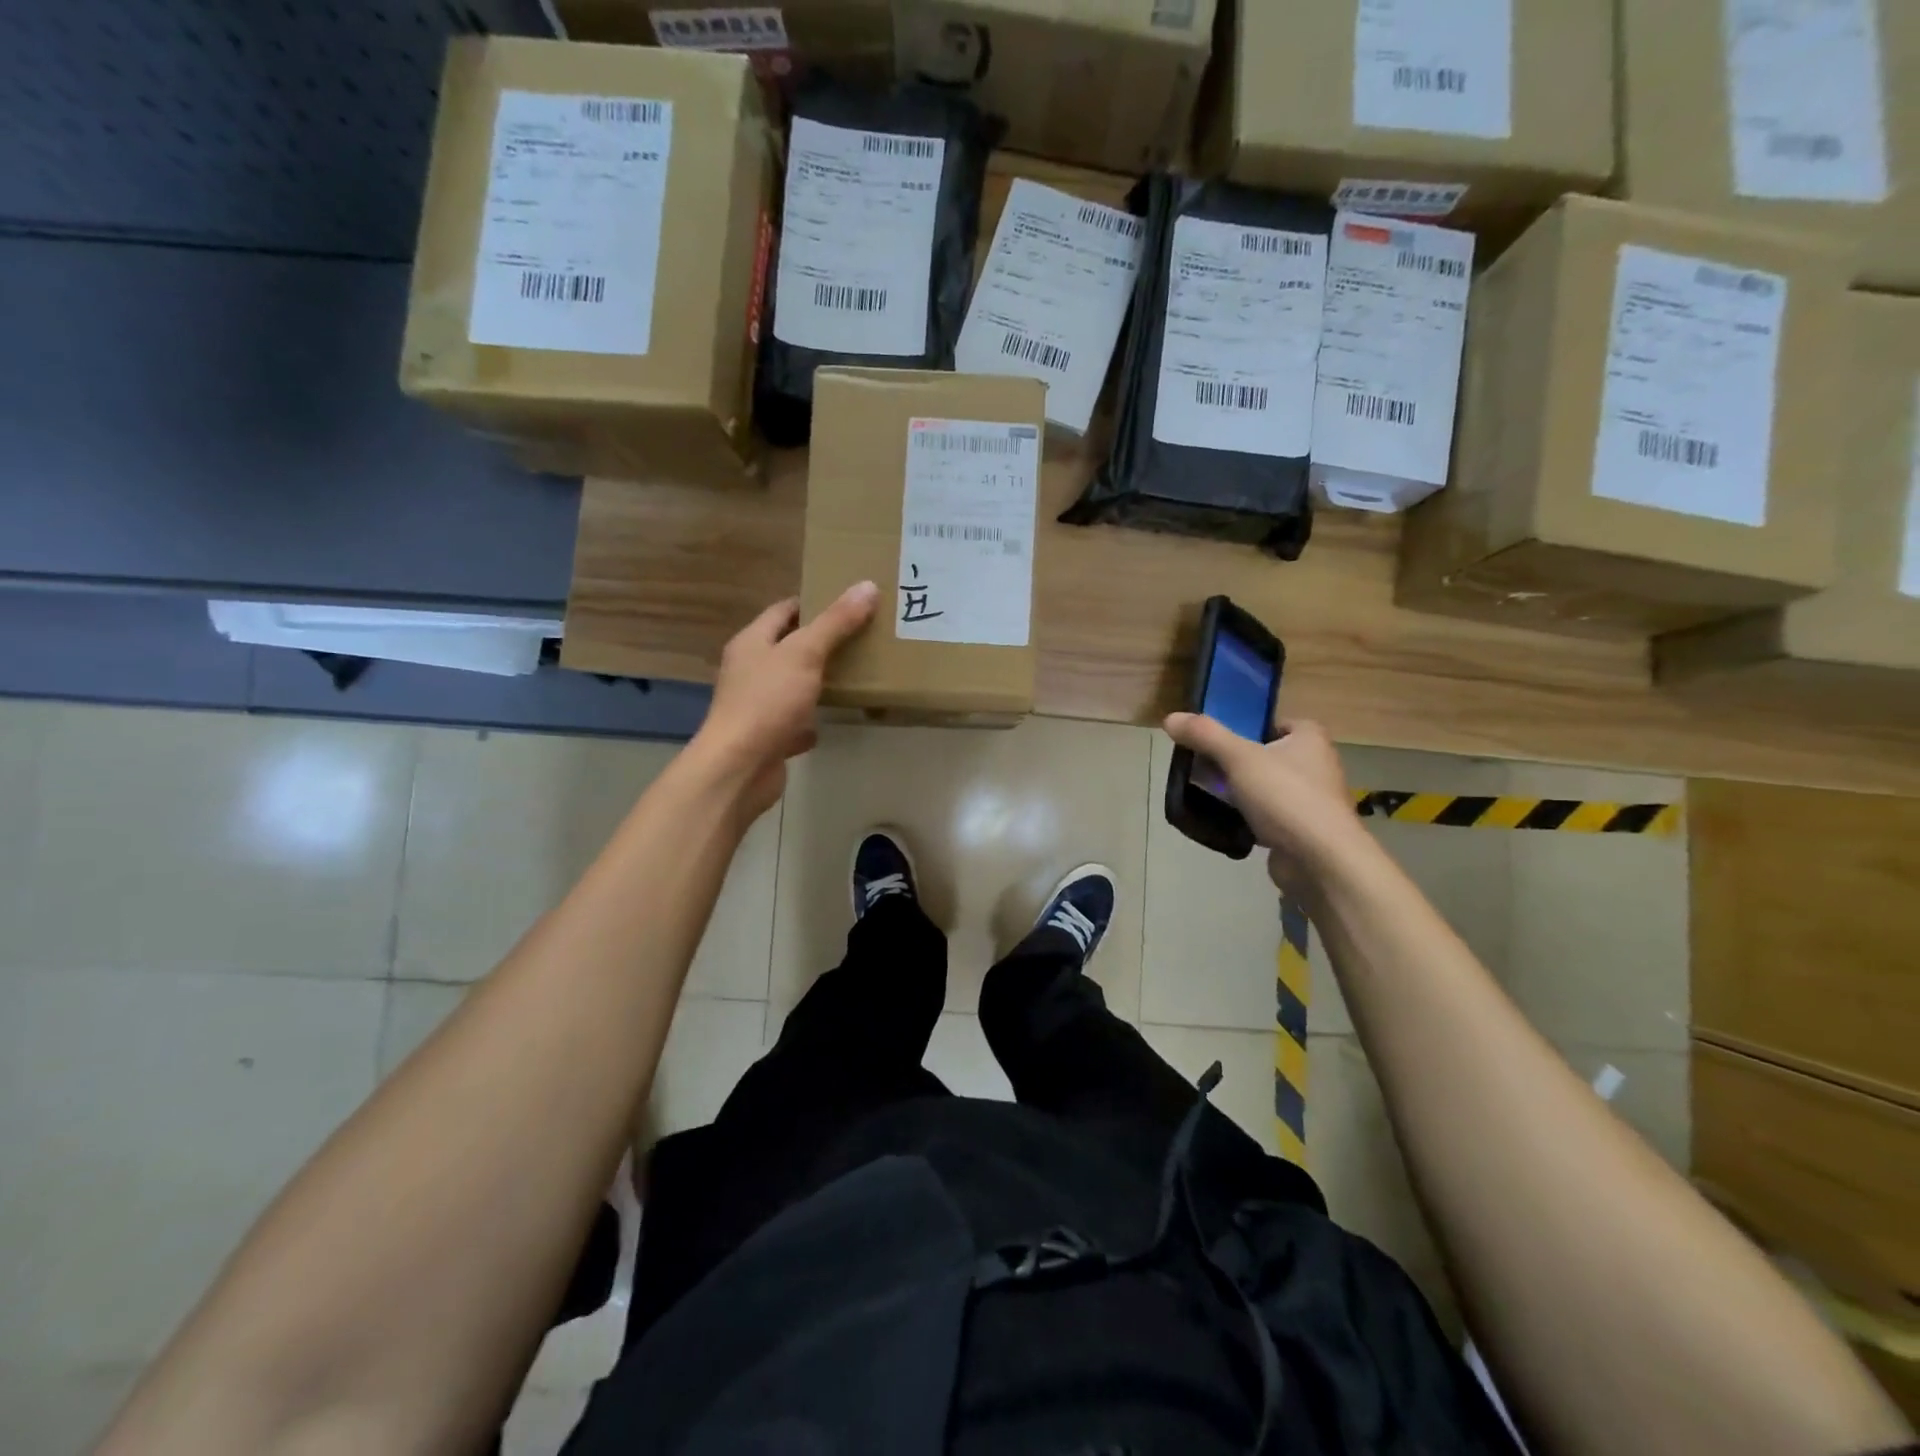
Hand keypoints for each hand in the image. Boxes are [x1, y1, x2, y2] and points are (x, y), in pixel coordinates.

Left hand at [694, 582, 878, 816]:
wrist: (740, 768)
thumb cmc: (767, 702)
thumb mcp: (805, 654)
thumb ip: (836, 622)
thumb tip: (867, 586)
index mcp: (752, 641)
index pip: (784, 610)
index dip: (814, 602)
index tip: (849, 601)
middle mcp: (750, 669)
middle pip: (789, 646)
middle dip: (822, 641)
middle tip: (863, 634)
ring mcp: (758, 704)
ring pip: (793, 684)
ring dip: (819, 679)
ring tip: (857, 671)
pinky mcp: (768, 736)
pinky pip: (794, 720)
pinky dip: (812, 719)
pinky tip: (835, 718)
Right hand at [1162, 714, 1359, 896]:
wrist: (1320, 860)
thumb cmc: (1285, 797)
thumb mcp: (1239, 757)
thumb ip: (1205, 735)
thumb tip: (1170, 718)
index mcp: (1309, 738)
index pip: (1272, 722)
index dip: (1244, 728)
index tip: (1215, 739)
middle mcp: (1315, 764)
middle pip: (1264, 755)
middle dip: (1234, 762)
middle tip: (1203, 767)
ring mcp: (1310, 800)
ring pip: (1264, 787)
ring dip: (1239, 791)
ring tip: (1207, 793)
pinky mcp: (1301, 830)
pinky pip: (1267, 816)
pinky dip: (1247, 818)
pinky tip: (1224, 821)